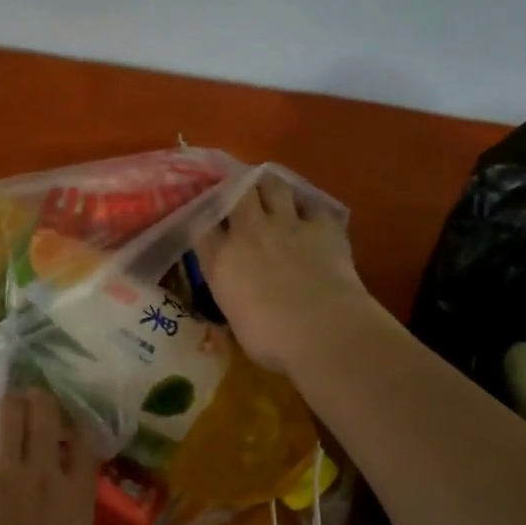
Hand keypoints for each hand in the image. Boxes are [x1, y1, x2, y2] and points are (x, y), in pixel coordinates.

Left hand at [0, 390, 137, 524]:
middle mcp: (43, 472)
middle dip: (38, 403)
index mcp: (77, 496)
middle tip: (32, 410)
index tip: (71, 428)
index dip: (78, 426)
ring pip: (6, 412)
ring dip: (5, 407)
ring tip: (2, 414)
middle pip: (44, 411)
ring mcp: (1, 472)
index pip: (84, 439)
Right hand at [195, 172, 373, 373]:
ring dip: (269, 186)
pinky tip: (308, 213)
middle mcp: (249, 232)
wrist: (322, 331)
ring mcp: (287, 224)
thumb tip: (240, 296)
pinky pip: (312, 202)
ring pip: (272, 184)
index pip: (202, 224)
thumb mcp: (236, 320)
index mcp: (220, 260)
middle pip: (236, 191)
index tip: (208, 219)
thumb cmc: (271, 340)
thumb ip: (233, 296)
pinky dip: (307, 205)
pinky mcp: (323, 225)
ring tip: (270, 192)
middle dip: (236, 188)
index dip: (204, 216)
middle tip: (239, 194)